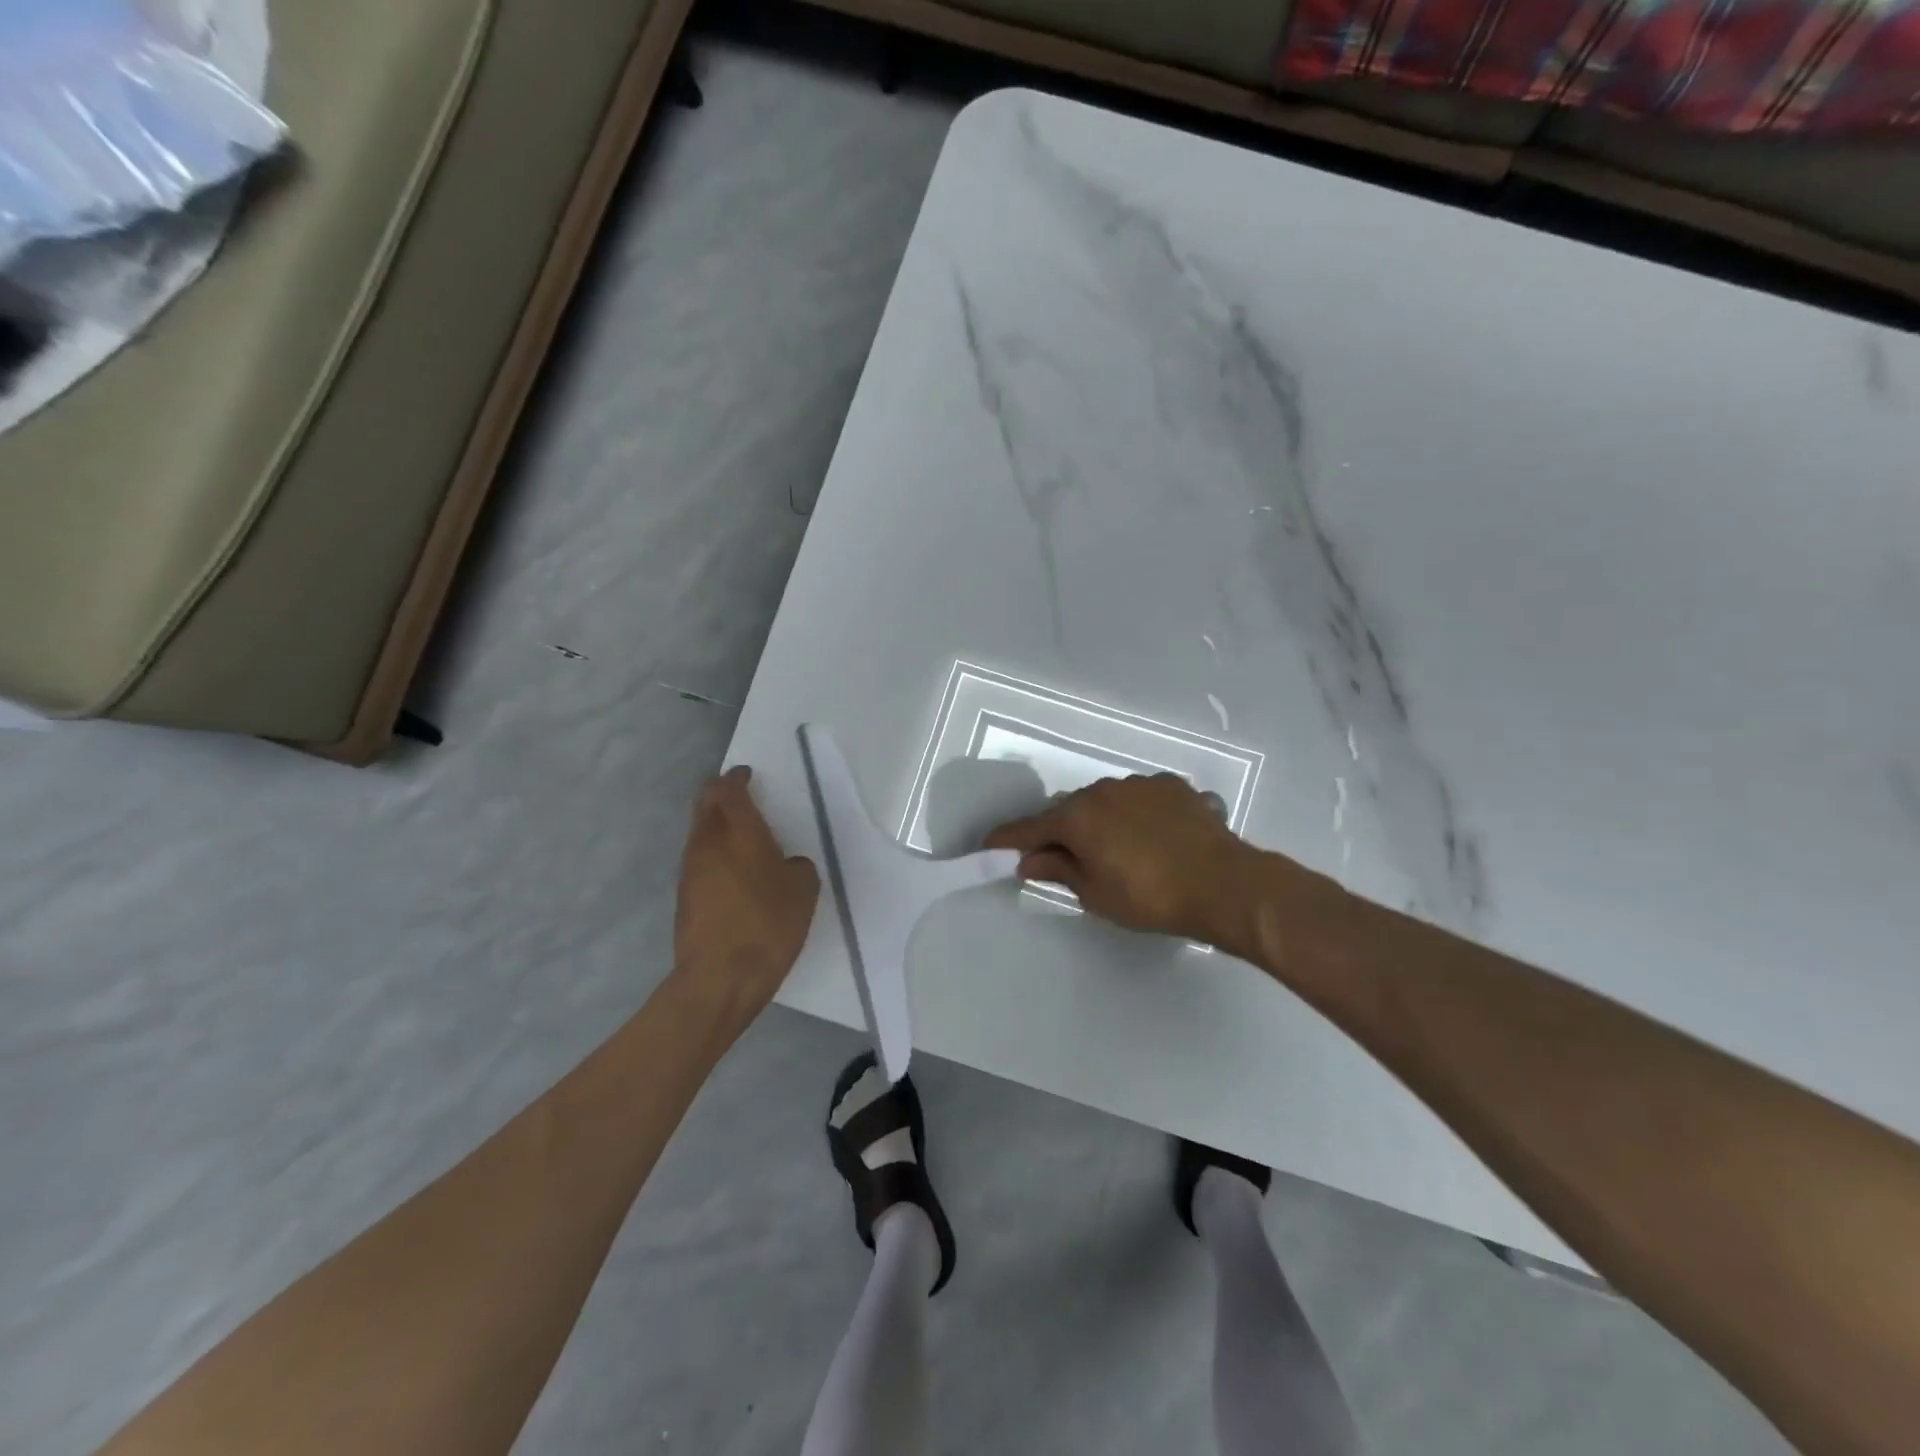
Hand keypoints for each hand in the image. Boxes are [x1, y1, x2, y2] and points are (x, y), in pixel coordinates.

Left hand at [673, 766, 819, 1026]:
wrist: (719, 979)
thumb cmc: (768, 926)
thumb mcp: (803, 891)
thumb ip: (796, 866)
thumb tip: (784, 865)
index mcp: (740, 833)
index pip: (730, 790)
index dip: (737, 778)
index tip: (747, 775)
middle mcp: (708, 843)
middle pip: (705, 803)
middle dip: (720, 793)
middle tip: (739, 794)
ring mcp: (690, 869)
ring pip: (699, 831)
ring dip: (715, 823)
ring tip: (739, 834)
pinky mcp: (684, 895)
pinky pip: (698, 858)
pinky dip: (713, 851)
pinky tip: (732, 870)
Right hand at [984, 774, 1260, 950]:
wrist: (1224, 884)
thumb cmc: (1150, 896)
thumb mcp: (1096, 893)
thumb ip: (1059, 871)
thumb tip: (1029, 860)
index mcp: (1078, 816)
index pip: (1030, 828)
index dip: (1006, 839)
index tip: (988, 845)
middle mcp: (1104, 790)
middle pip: (1069, 811)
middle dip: (1060, 833)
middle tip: (1063, 860)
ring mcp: (1141, 784)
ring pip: (1106, 801)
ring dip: (1100, 821)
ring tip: (1117, 850)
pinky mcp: (1173, 786)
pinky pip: (1140, 799)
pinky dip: (1135, 815)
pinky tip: (1152, 837)